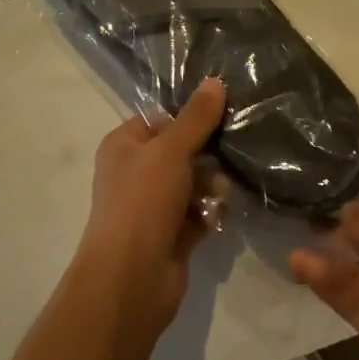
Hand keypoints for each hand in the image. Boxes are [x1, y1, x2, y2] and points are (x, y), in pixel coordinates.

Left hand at [77, 78, 226, 338]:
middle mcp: (136, 171)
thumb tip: (215, 81)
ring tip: (221, 194)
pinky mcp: (172, 233)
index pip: (162, 116)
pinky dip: (211, 212)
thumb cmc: (142, 202)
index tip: (226, 109)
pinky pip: (199, 211)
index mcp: (124, 144)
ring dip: (213, 185)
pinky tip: (220, 216)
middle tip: (234, 151)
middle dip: (208, 152)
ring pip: (195, 181)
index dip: (191, 114)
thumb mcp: (170, 150)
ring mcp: (153, 204)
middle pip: (183, 149)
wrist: (131, 278)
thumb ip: (196, 118)